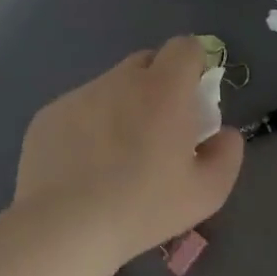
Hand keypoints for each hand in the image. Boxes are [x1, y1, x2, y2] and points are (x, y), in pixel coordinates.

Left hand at [13, 36, 243, 267]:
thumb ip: (227, 153)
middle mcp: (120, 81)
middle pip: (147, 62)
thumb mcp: (208, 192)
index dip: (194, 66)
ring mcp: (79, 96)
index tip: (194, 99)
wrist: (64, 228)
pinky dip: (90, 126)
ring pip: (111, 86)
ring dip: (123, 106)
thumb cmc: (144, 207)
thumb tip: (224, 134)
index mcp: (164, 91)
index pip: (185, 47)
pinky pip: (80, 108)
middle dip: (160, 84)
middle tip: (160, 130)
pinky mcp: (48, 115)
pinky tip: (86, 166)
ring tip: (117, 156)